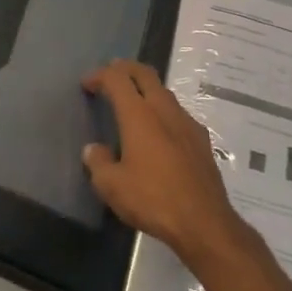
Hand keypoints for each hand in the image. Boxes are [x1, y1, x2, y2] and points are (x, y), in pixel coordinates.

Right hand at [82, 60, 247, 266]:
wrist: (204, 222)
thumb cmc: (153, 199)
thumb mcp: (111, 187)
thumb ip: (98, 163)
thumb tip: (93, 150)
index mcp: (139, 114)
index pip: (117, 78)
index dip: (99, 75)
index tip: (87, 84)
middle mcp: (164, 109)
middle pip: (144, 73)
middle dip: (125, 68)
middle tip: (111, 74)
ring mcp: (187, 122)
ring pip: (164, 91)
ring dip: (146, 88)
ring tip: (132, 101)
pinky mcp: (202, 139)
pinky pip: (177, 113)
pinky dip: (162, 111)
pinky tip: (159, 131)